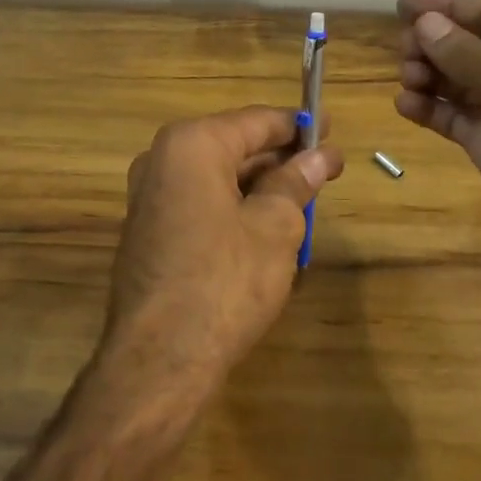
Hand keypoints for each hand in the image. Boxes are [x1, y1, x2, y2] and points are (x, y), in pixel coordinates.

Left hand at [99, 107, 343, 406]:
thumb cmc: (224, 280)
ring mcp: (150, 198)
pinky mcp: (149, 232)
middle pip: (234, 147)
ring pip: (218, 178)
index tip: (331, 129)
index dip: (298, 125)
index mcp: (191, 145)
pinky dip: (235, 209)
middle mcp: (162, 160)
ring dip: (261, 187)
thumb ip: (295, 183)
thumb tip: (318, 158)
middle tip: (326, 168)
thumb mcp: (275, 227)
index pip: (255, 121)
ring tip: (305, 200)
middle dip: (281, 159)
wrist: (159, 359)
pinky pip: (201, 204)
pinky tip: (268, 229)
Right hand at [395, 0, 480, 260]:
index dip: (447, 4)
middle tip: (404, 50)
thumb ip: (463, 49)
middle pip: (473, 42)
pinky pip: (456, 116)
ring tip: (408, 79)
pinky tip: (406, 105)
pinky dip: (431, 108)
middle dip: (435, 43)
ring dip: (430, 74)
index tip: (402, 6)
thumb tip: (425, 23)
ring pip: (460, 79)